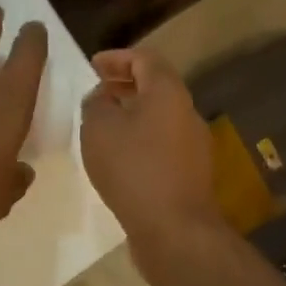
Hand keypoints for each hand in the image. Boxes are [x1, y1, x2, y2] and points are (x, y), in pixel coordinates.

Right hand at [80, 48, 224, 266]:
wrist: (174, 228)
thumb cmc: (133, 169)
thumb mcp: (99, 129)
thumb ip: (96, 104)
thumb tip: (103, 97)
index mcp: (168, 92)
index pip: (145, 59)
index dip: (117, 57)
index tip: (92, 66)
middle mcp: (187, 112)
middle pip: (156, 87)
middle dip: (124, 85)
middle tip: (96, 92)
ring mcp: (194, 144)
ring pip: (160, 116)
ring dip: (132, 114)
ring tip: (103, 125)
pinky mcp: (191, 172)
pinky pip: (163, 143)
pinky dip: (141, 139)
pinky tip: (119, 157)